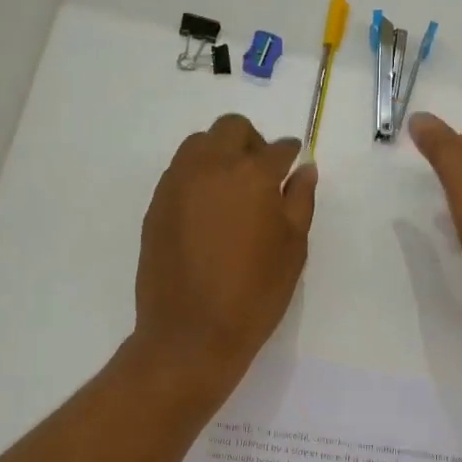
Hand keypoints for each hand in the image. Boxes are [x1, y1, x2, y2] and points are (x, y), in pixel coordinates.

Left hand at [135, 114, 317, 387]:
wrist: (192, 332)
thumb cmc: (255, 294)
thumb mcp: (292, 249)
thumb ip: (300, 200)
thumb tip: (304, 169)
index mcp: (251, 174)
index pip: (276, 149)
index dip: (289, 156)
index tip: (293, 167)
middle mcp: (210, 167)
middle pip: (231, 129)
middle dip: (251, 143)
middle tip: (262, 177)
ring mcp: (176, 184)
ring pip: (199, 145)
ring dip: (220, 155)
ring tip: (233, 194)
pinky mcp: (156, 205)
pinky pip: (180, 173)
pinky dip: (198, 178)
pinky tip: (208, 214)